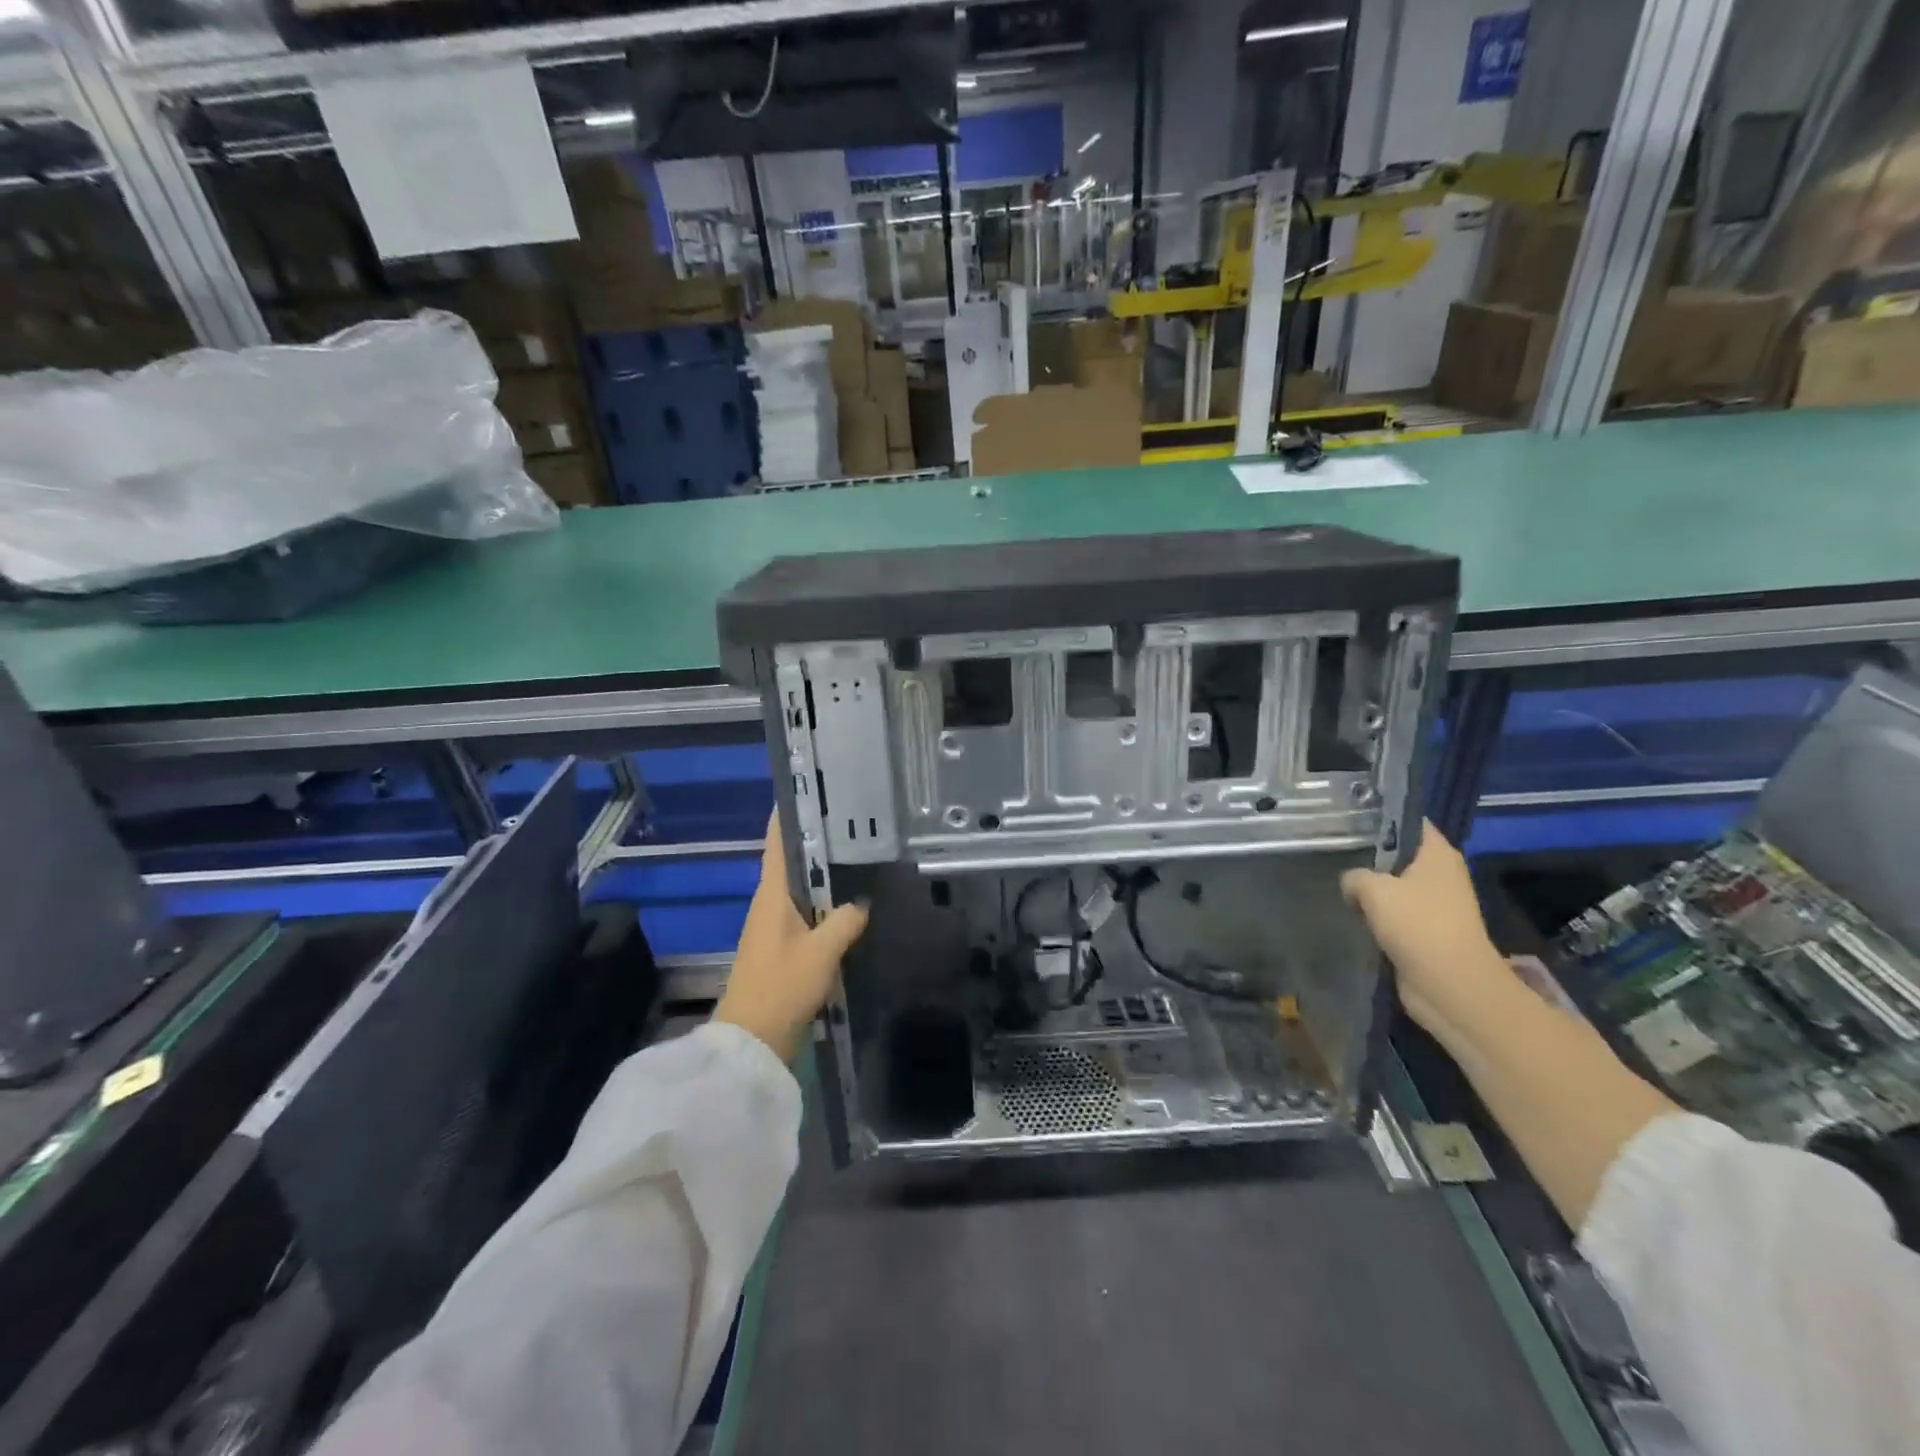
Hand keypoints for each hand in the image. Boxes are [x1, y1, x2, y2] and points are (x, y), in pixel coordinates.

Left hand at [713, 814, 868, 1061]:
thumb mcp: (821, 952)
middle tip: (848, 824)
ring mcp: (771, 930)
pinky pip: (803, 917)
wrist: (752, 1042)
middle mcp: (767, 906)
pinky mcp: (779, 952)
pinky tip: (845, 910)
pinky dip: (822, 907)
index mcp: (770, 896)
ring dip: (820, 878)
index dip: (787, 818)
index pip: (776, 844)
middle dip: (814, 844)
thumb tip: (859, 904)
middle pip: (790, 865)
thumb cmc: (781, 987)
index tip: (804, 793)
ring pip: (798, 892)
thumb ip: (843, 922)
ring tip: (854, 860)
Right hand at [1340, 821, 1511, 1040]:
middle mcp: (1441, 875)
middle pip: (1400, 855)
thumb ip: (1355, 876)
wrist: (1450, 985)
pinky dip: (1378, 915)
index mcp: (1438, 854)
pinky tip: (1353, 913)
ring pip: (1395, 886)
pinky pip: (1396, 914)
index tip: (1349, 817)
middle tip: (1334, 850)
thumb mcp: (1373, 889)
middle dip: (1370, 855)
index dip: (1382, 817)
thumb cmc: (1418, 924)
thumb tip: (1351, 883)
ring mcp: (1436, 906)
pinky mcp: (1427, 933)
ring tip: (1338, 882)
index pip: (1411, 822)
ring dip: (1372, 889)